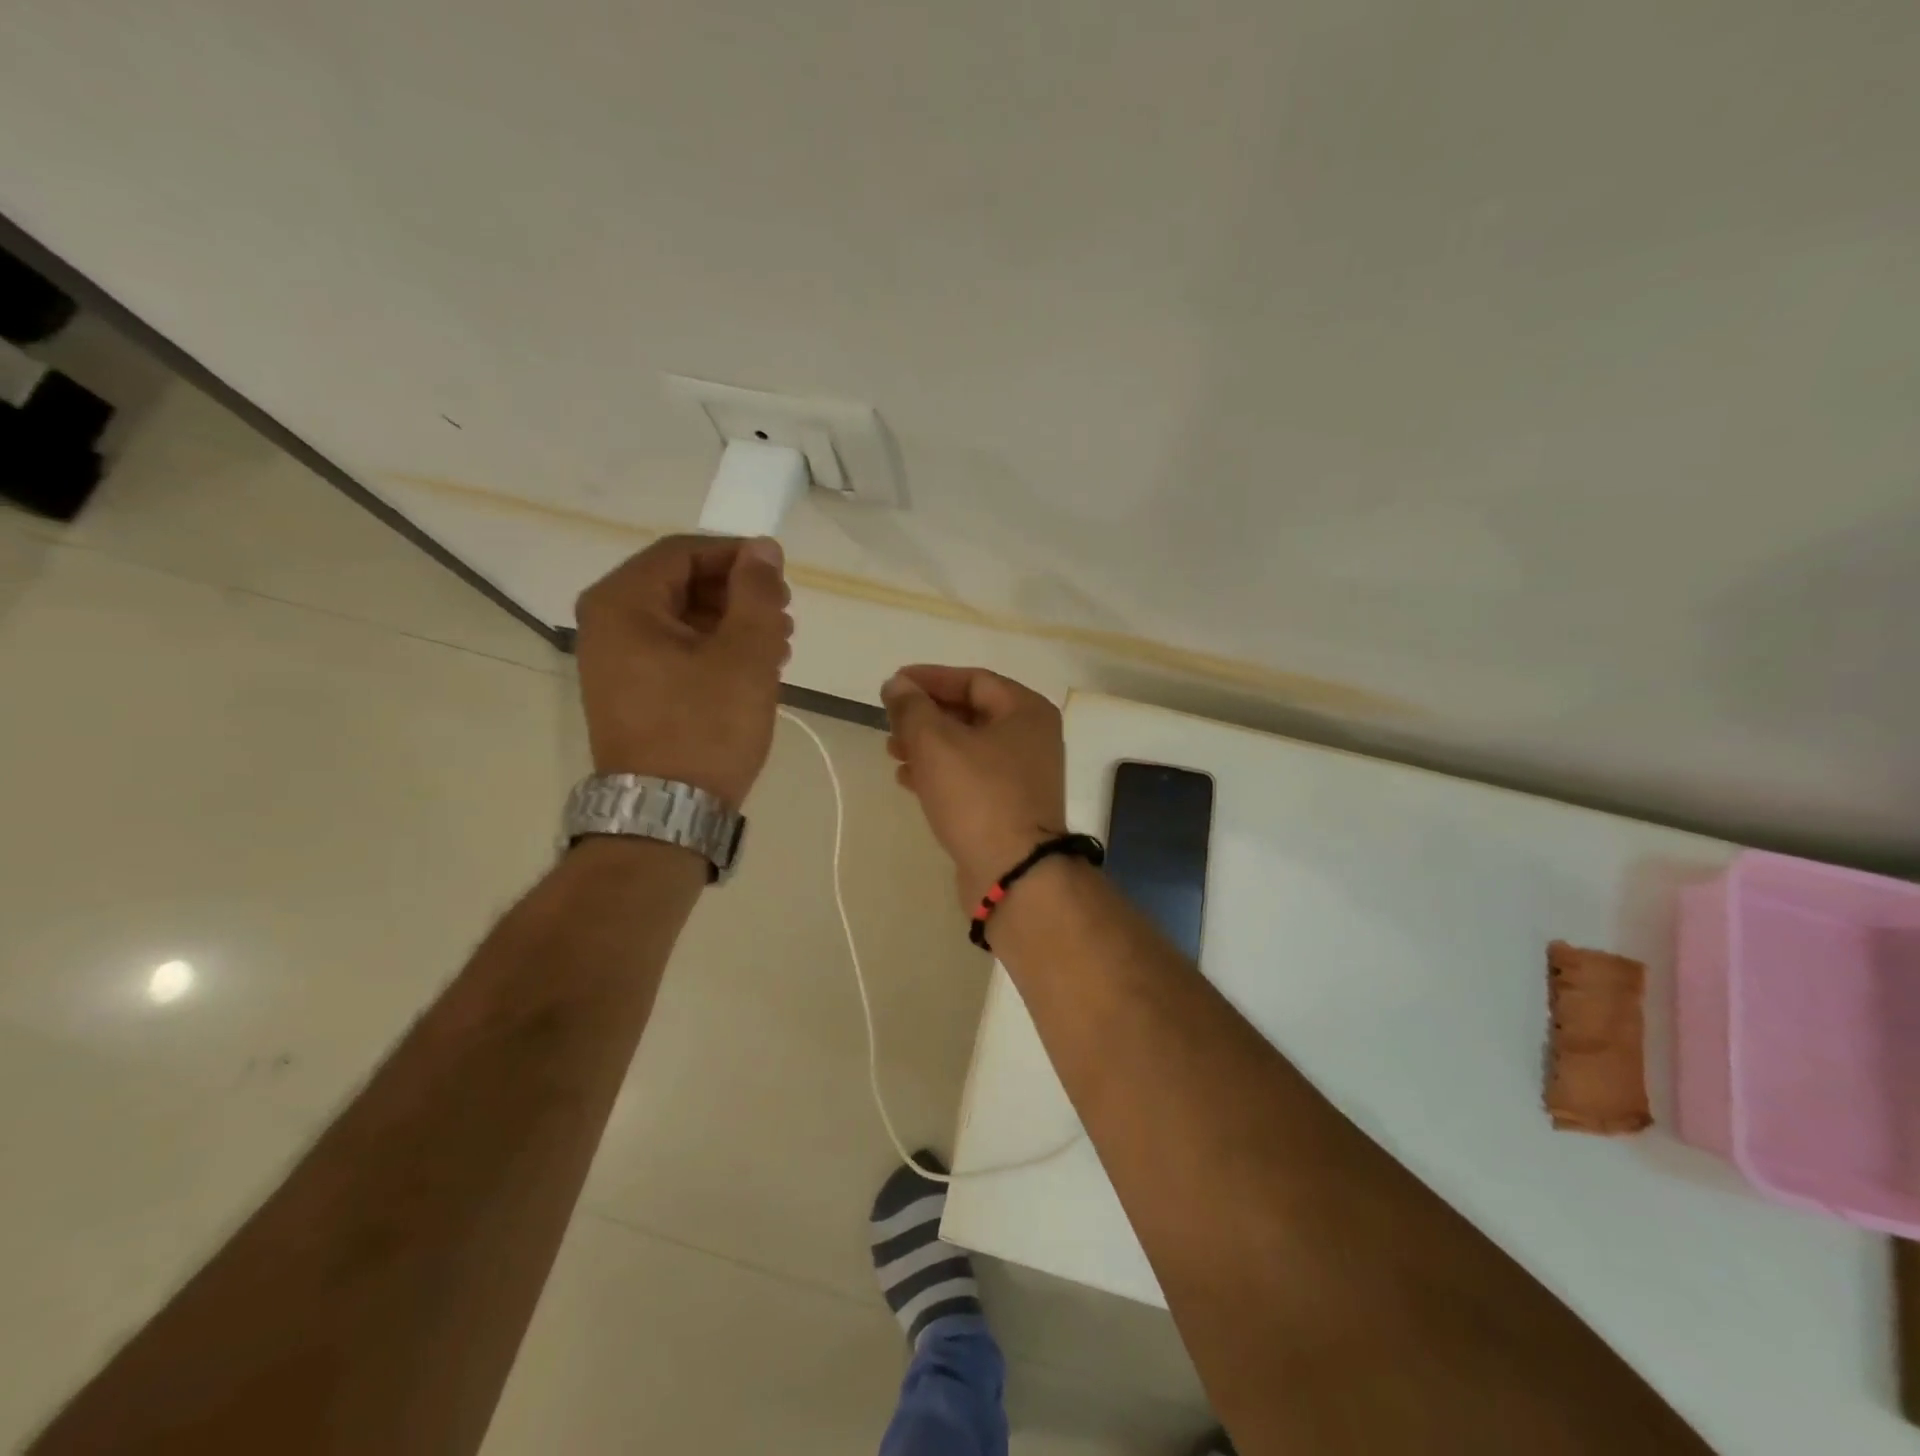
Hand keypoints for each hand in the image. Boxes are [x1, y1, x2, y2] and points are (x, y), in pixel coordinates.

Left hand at [574, 535, 791, 808]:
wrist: (668, 813)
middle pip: (681, 583)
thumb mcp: (745, 655)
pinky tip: (751, 669)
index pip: (684, 552)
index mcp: (623, 602)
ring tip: (778, 646)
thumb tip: (763, 549)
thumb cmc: (706, 728)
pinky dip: (714, 649)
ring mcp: (614, 660)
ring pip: (681, 618)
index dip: (738, 557)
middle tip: (784, 617)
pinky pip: (674, 650)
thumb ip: (756, 593)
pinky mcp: (629, 690)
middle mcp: (607, 623)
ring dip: (732, 623)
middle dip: (738, 594)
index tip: (782, 577)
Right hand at [881, 666, 1066, 909]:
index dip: (929, 678)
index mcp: (1026, 711)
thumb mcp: (936, 743)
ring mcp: (1023, 775)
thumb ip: (912, 708)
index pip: (973, 680)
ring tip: (892, 752)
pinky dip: (940, 773)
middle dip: (926, 716)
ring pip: (968, 747)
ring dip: (928, 745)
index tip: (893, 685)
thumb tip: (897, 684)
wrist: (1014, 873)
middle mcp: (1032, 738)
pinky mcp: (1010, 807)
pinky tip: (908, 780)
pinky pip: (971, 777)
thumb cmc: (978, 796)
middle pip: (970, 713)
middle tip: (890, 722)